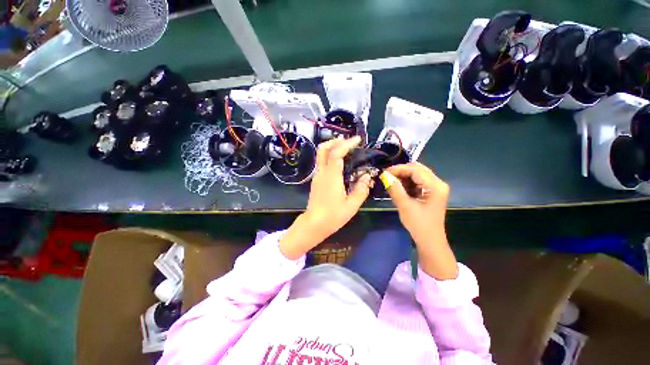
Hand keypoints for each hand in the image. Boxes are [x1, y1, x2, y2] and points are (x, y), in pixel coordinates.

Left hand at [279, 136, 371, 258]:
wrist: (314, 224)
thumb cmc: (333, 216)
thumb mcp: (352, 205)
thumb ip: (361, 190)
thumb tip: (367, 176)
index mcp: (331, 176)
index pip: (336, 153)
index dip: (347, 144)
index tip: (358, 140)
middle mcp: (322, 172)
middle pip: (323, 149)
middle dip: (335, 141)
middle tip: (348, 141)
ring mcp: (317, 176)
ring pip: (321, 155)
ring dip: (332, 148)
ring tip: (346, 149)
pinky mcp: (316, 180)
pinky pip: (322, 162)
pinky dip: (330, 156)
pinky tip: (340, 163)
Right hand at [385, 162, 457, 279]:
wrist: (430, 240)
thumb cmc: (419, 225)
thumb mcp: (405, 206)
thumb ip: (395, 188)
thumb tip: (384, 174)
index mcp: (435, 186)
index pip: (415, 170)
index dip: (398, 169)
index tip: (384, 173)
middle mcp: (438, 183)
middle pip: (417, 169)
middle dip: (401, 171)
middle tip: (386, 176)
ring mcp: (435, 187)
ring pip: (417, 174)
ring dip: (403, 176)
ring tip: (391, 182)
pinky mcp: (431, 191)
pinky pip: (417, 181)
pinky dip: (407, 182)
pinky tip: (398, 187)